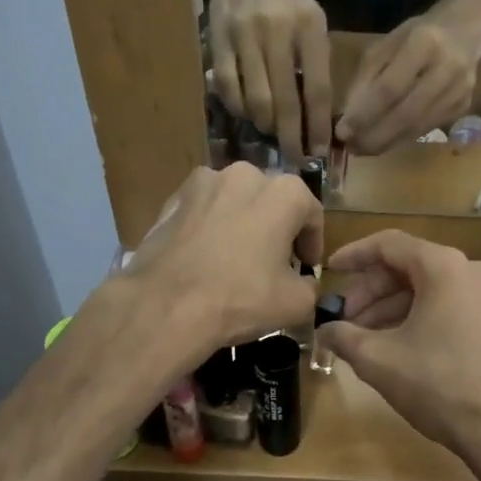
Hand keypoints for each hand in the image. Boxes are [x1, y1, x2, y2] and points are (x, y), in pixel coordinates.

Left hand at [122, 164, 321, 368]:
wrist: (167, 306)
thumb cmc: (242, 298)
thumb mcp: (297, 303)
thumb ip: (311, 286)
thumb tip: (304, 283)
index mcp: (283, 192)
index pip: (311, 213)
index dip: (313, 242)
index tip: (307, 267)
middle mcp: (244, 174)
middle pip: (271, 200)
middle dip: (277, 227)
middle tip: (275, 261)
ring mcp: (203, 183)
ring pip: (235, 201)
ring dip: (243, 222)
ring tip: (238, 257)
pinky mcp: (172, 199)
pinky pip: (203, 211)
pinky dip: (211, 227)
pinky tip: (206, 257)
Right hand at [208, 0, 331, 156]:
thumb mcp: (313, 22)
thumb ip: (317, 65)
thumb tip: (317, 120)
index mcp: (309, 25)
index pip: (317, 89)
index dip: (317, 126)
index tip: (318, 151)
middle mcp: (278, 30)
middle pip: (285, 101)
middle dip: (291, 137)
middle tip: (296, 158)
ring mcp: (244, 35)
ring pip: (256, 100)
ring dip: (266, 126)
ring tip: (273, 132)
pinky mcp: (218, 40)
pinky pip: (230, 90)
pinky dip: (241, 110)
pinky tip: (250, 113)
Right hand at [317, 231, 480, 465]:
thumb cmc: (436, 385)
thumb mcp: (377, 359)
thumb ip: (344, 336)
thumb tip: (325, 331)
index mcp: (444, 267)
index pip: (389, 245)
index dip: (354, 256)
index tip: (329, 271)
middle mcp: (471, 270)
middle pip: (409, 267)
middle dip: (371, 291)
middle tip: (343, 318)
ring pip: (428, 288)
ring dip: (392, 308)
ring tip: (362, 336)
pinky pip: (449, 304)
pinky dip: (418, 316)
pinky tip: (395, 343)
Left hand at [335, 10, 480, 154]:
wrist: (466, 31)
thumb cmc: (417, 35)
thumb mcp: (385, 46)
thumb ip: (366, 79)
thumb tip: (348, 118)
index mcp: (424, 43)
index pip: (389, 88)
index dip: (364, 114)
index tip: (342, 132)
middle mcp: (447, 68)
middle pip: (405, 114)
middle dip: (374, 136)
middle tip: (351, 148)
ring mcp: (459, 91)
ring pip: (417, 127)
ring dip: (386, 142)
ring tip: (362, 149)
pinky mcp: (463, 107)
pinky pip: (426, 128)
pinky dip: (401, 139)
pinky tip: (384, 142)